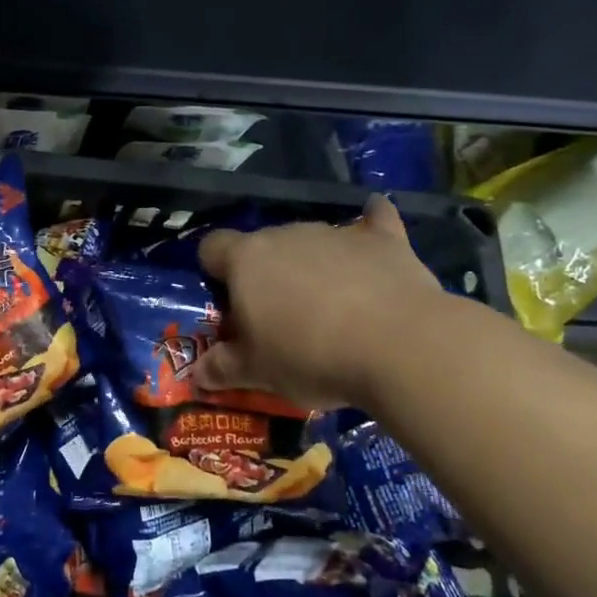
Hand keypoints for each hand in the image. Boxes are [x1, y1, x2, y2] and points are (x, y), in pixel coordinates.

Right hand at [195, 196, 448, 410]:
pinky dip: (370, 226)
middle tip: (278, 320)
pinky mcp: (383, 240)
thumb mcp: (258, 372)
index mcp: (246, 260)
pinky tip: (375, 224)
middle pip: (263, 247)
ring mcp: (335, 233)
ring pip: (310, 242)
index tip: (228, 304)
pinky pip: (373, 221)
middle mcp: (285, 235)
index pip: (212, 247)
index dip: (214, 272)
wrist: (398, 346)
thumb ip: (222, 368)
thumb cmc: (310, 356)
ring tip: (329, 307)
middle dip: (265, 276)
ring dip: (310, 265)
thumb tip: (197, 374)